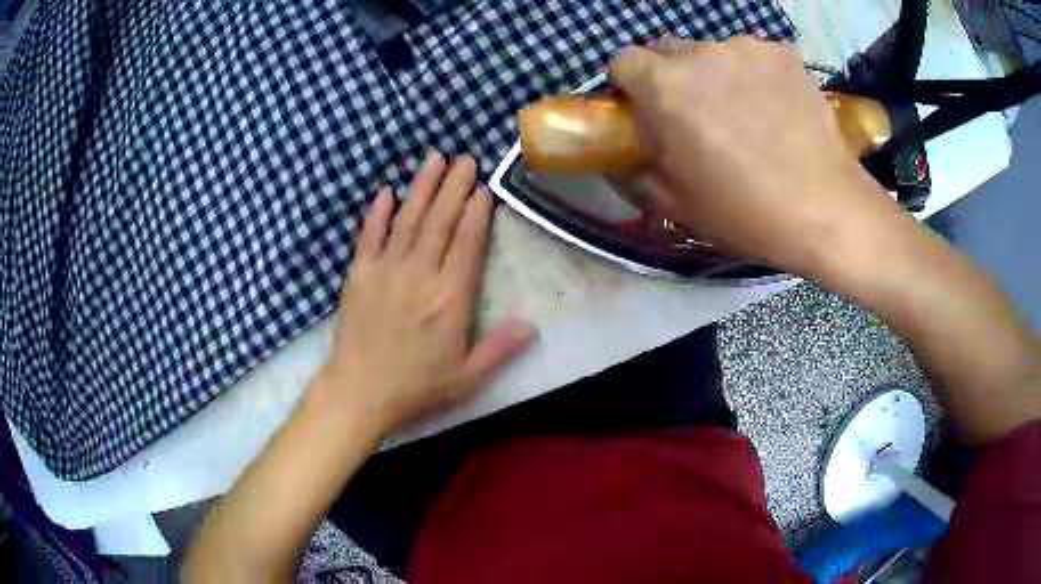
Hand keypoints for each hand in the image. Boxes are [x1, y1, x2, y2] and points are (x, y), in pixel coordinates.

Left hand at [315, 152, 536, 437]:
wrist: (359, 393)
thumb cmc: (416, 387)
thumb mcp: (466, 378)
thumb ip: (500, 349)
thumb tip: (532, 324)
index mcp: (450, 299)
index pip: (467, 244)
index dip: (477, 213)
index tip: (483, 188)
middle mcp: (419, 276)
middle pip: (440, 222)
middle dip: (454, 188)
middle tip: (465, 159)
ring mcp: (385, 271)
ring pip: (408, 220)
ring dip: (422, 188)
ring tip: (434, 159)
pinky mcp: (358, 275)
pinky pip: (369, 236)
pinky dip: (378, 212)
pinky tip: (386, 191)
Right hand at [610, 36, 901, 272]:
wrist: (826, 210)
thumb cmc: (746, 212)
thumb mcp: (675, 204)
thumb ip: (634, 171)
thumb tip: (620, 157)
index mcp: (665, 86)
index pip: (624, 62)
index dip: (631, 87)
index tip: (648, 113)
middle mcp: (701, 53)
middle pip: (667, 51)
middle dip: (672, 78)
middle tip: (698, 117)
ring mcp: (747, 48)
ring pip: (713, 53)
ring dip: (716, 76)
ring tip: (746, 115)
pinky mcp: (784, 54)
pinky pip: (753, 57)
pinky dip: (755, 75)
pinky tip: (776, 108)